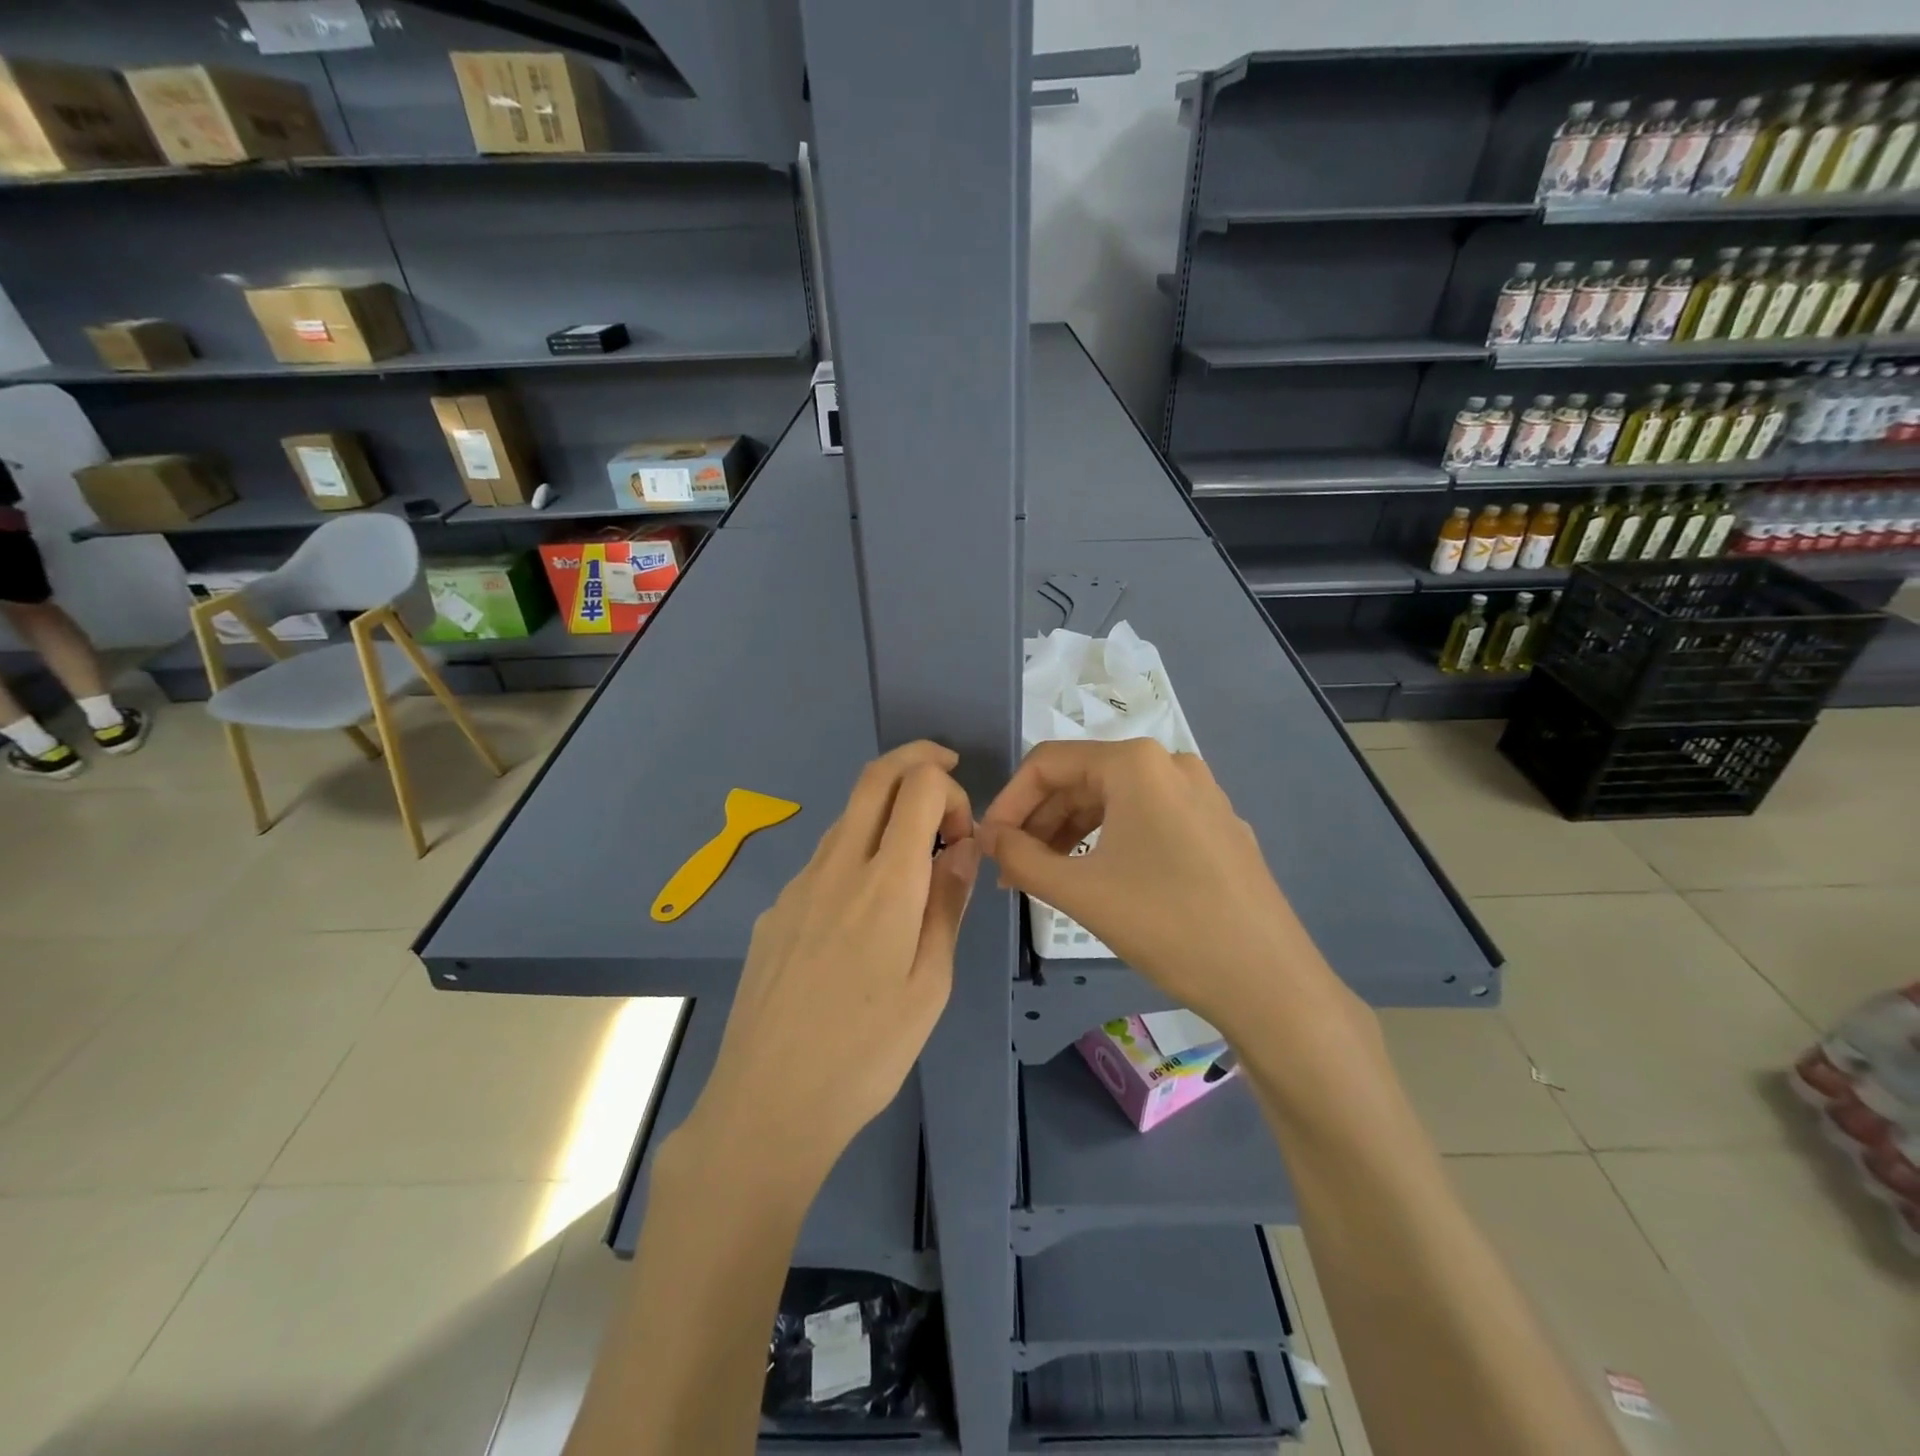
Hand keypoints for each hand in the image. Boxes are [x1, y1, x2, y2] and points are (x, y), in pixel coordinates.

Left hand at [681, 742, 979, 1191]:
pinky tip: (861, 918)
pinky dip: (855, 856)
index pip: (918, 787)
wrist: (767, 1103)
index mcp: (885, 883)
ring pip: (846, 818)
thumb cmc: (866, 1053)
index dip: (950, 789)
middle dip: (916, 760)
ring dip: (885, 815)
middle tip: (945, 775)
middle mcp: (836, 866)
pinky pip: (822, 862)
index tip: (964, 834)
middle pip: (874, 778)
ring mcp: (797, 885)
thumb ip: (947, 904)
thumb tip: (963, 848)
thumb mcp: (930, 984)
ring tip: (912, 864)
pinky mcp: (774, 911)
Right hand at [978, 739, 1343, 1035]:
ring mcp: (1201, 794)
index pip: (1048, 763)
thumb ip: (1020, 857)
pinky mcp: (1217, 826)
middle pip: (1082, 779)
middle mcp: (1170, 764)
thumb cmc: (1166, 925)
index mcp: (1136, 763)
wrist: (1269, 982)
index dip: (1008, 801)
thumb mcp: (1080, 891)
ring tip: (1044, 876)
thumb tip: (989, 838)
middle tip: (1010, 869)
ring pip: (1114, 800)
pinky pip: (1147, 819)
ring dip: (1070, 833)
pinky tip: (1095, 877)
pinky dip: (1109, 841)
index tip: (987, 844)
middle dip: (1039, 821)